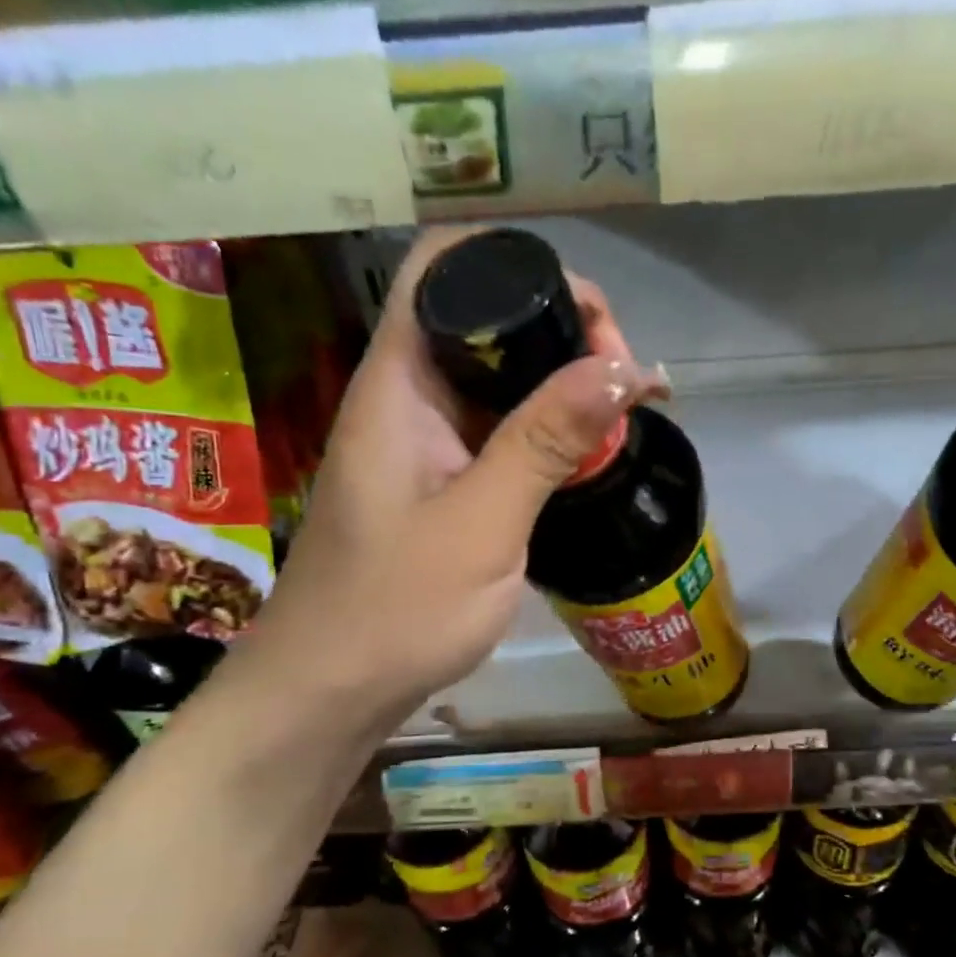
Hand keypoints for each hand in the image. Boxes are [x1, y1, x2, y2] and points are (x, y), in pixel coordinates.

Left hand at [244, 227, 664, 726]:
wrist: (330, 692)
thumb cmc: (394, 610)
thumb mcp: (482, 524)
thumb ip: (546, 441)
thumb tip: (625, 368)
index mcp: (399, 382)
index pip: (446, 264)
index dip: (522, 264)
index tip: (593, 323)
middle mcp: (408, 395)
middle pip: (486, 316)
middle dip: (564, 331)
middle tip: (625, 383)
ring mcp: (425, 439)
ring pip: (501, 377)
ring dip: (564, 386)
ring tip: (623, 417)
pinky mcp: (442, 480)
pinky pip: (502, 430)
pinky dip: (550, 432)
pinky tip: (590, 457)